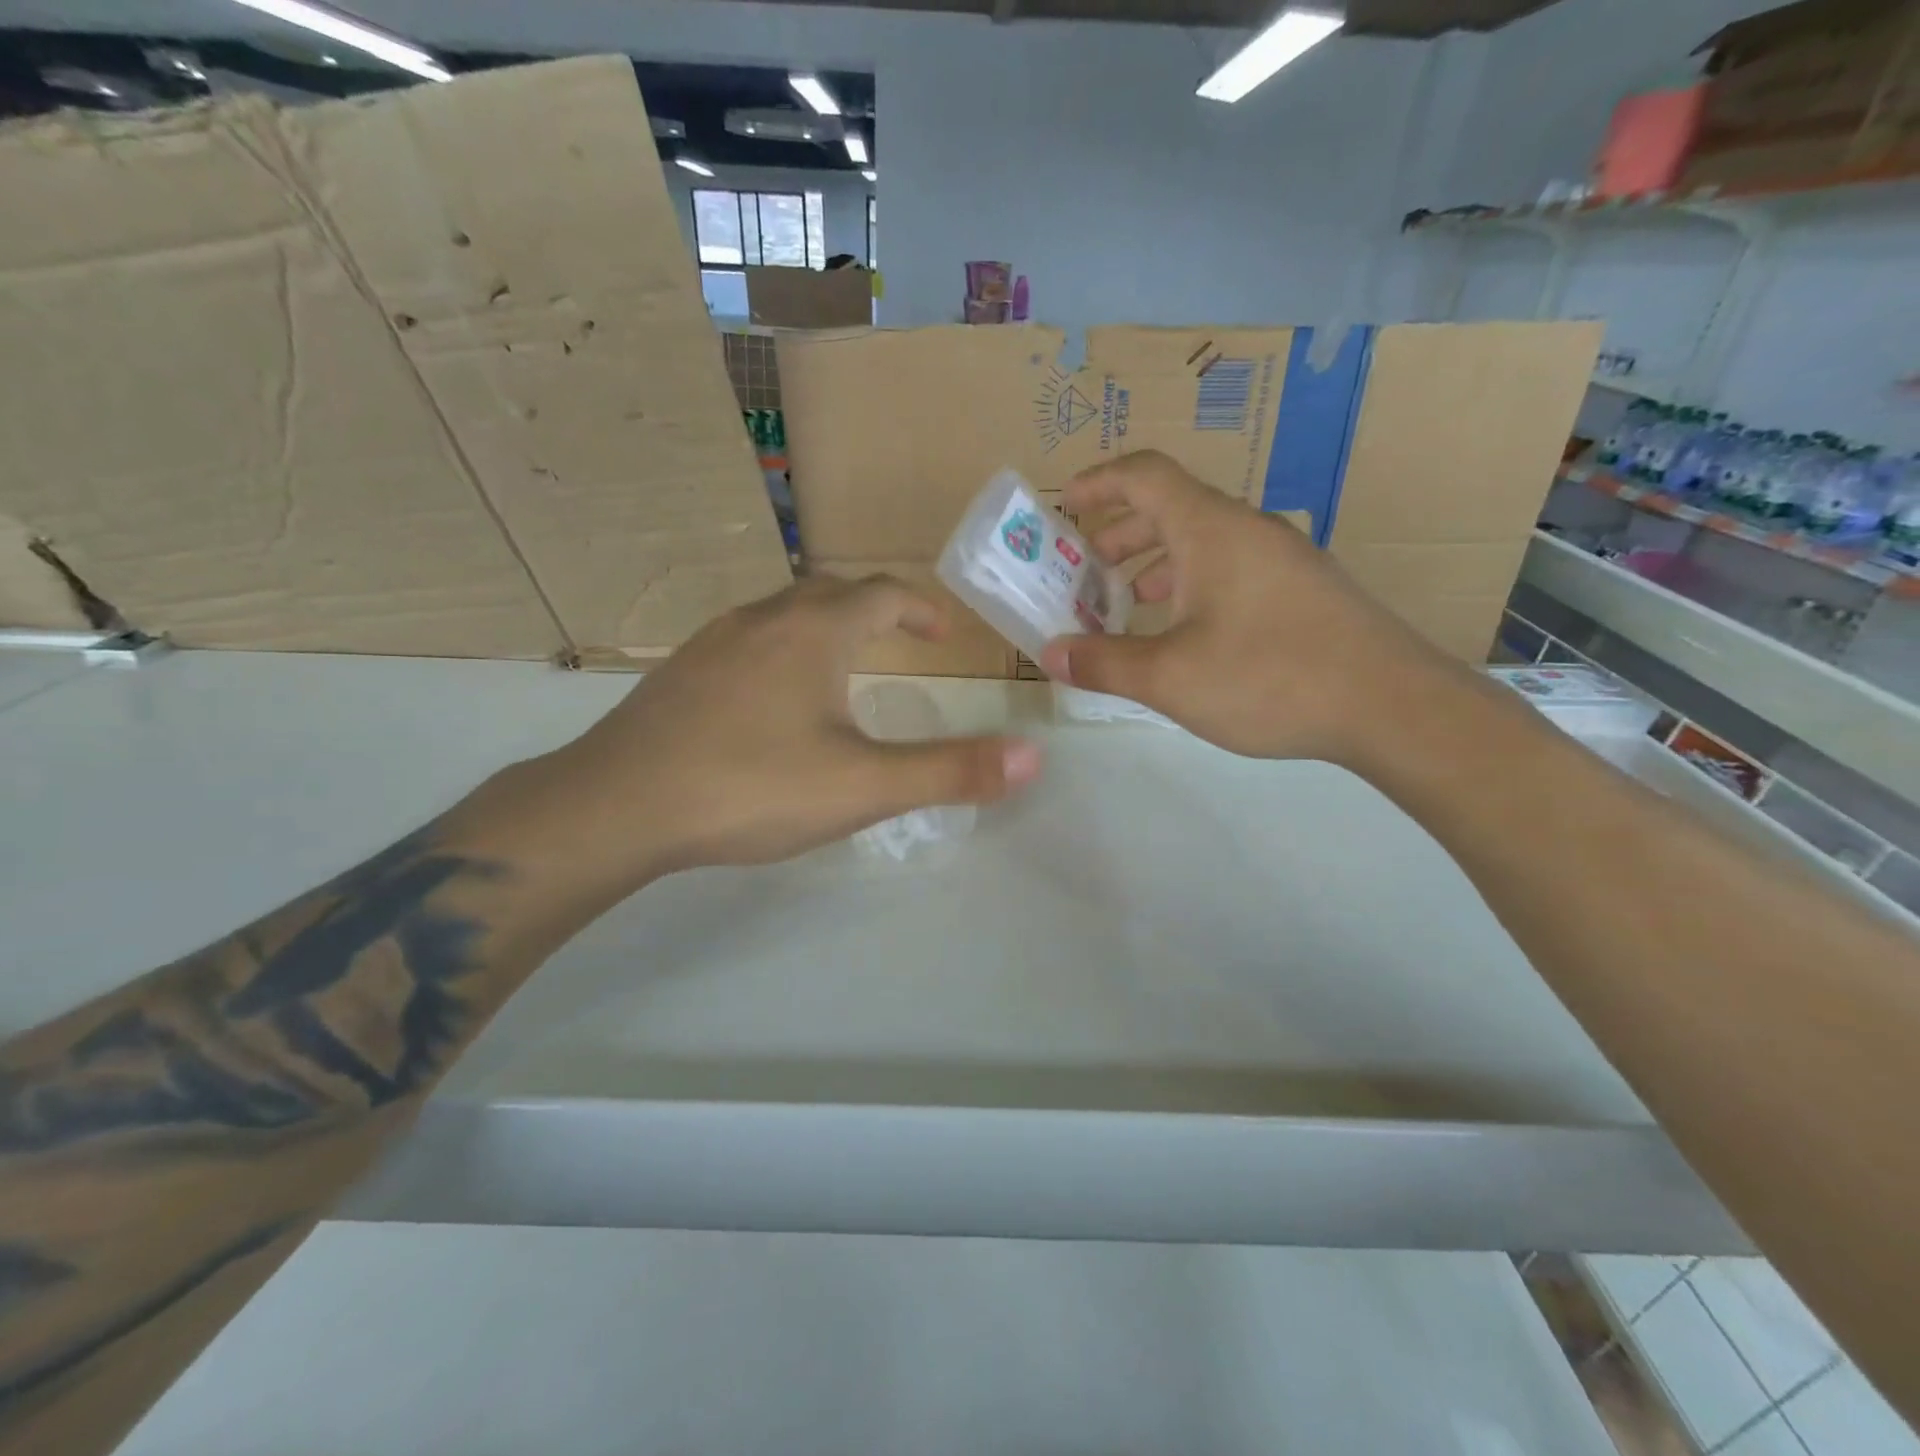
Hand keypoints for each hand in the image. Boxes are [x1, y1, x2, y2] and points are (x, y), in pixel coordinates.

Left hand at [544, 576, 1041, 881]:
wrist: (617, 805)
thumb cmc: (751, 787)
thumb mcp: (864, 787)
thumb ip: (950, 771)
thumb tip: (1034, 756)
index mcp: (814, 631)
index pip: (883, 595)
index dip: (920, 609)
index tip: (942, 634)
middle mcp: (763, 619)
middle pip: (832, 592)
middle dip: (876, 610)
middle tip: (902, 642)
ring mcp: (714, 641)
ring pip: (783, 612)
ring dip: (825, 626)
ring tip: (845, 665)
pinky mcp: (680, 672)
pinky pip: (748, 640)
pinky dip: (782, 650)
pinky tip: (774, 698)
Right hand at [1037, 450, 1451, 765]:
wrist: (1393, 706)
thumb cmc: (1269, 677)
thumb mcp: (1170, 677)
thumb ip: (1104, 663)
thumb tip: (1052, 655)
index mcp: (1211, 529)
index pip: (1144, 475)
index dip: (1097, 481)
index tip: (1064, 505)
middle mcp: (1247, 529)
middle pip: (1170, 507)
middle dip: (1118, 534)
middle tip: (1085, 571)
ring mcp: (1282, 558)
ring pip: (1203, 541)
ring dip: (1154, 562)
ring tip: (1126, 601)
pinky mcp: (1302, 590)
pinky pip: (1231, 568)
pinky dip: (1191, 584)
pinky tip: (1184, 631)